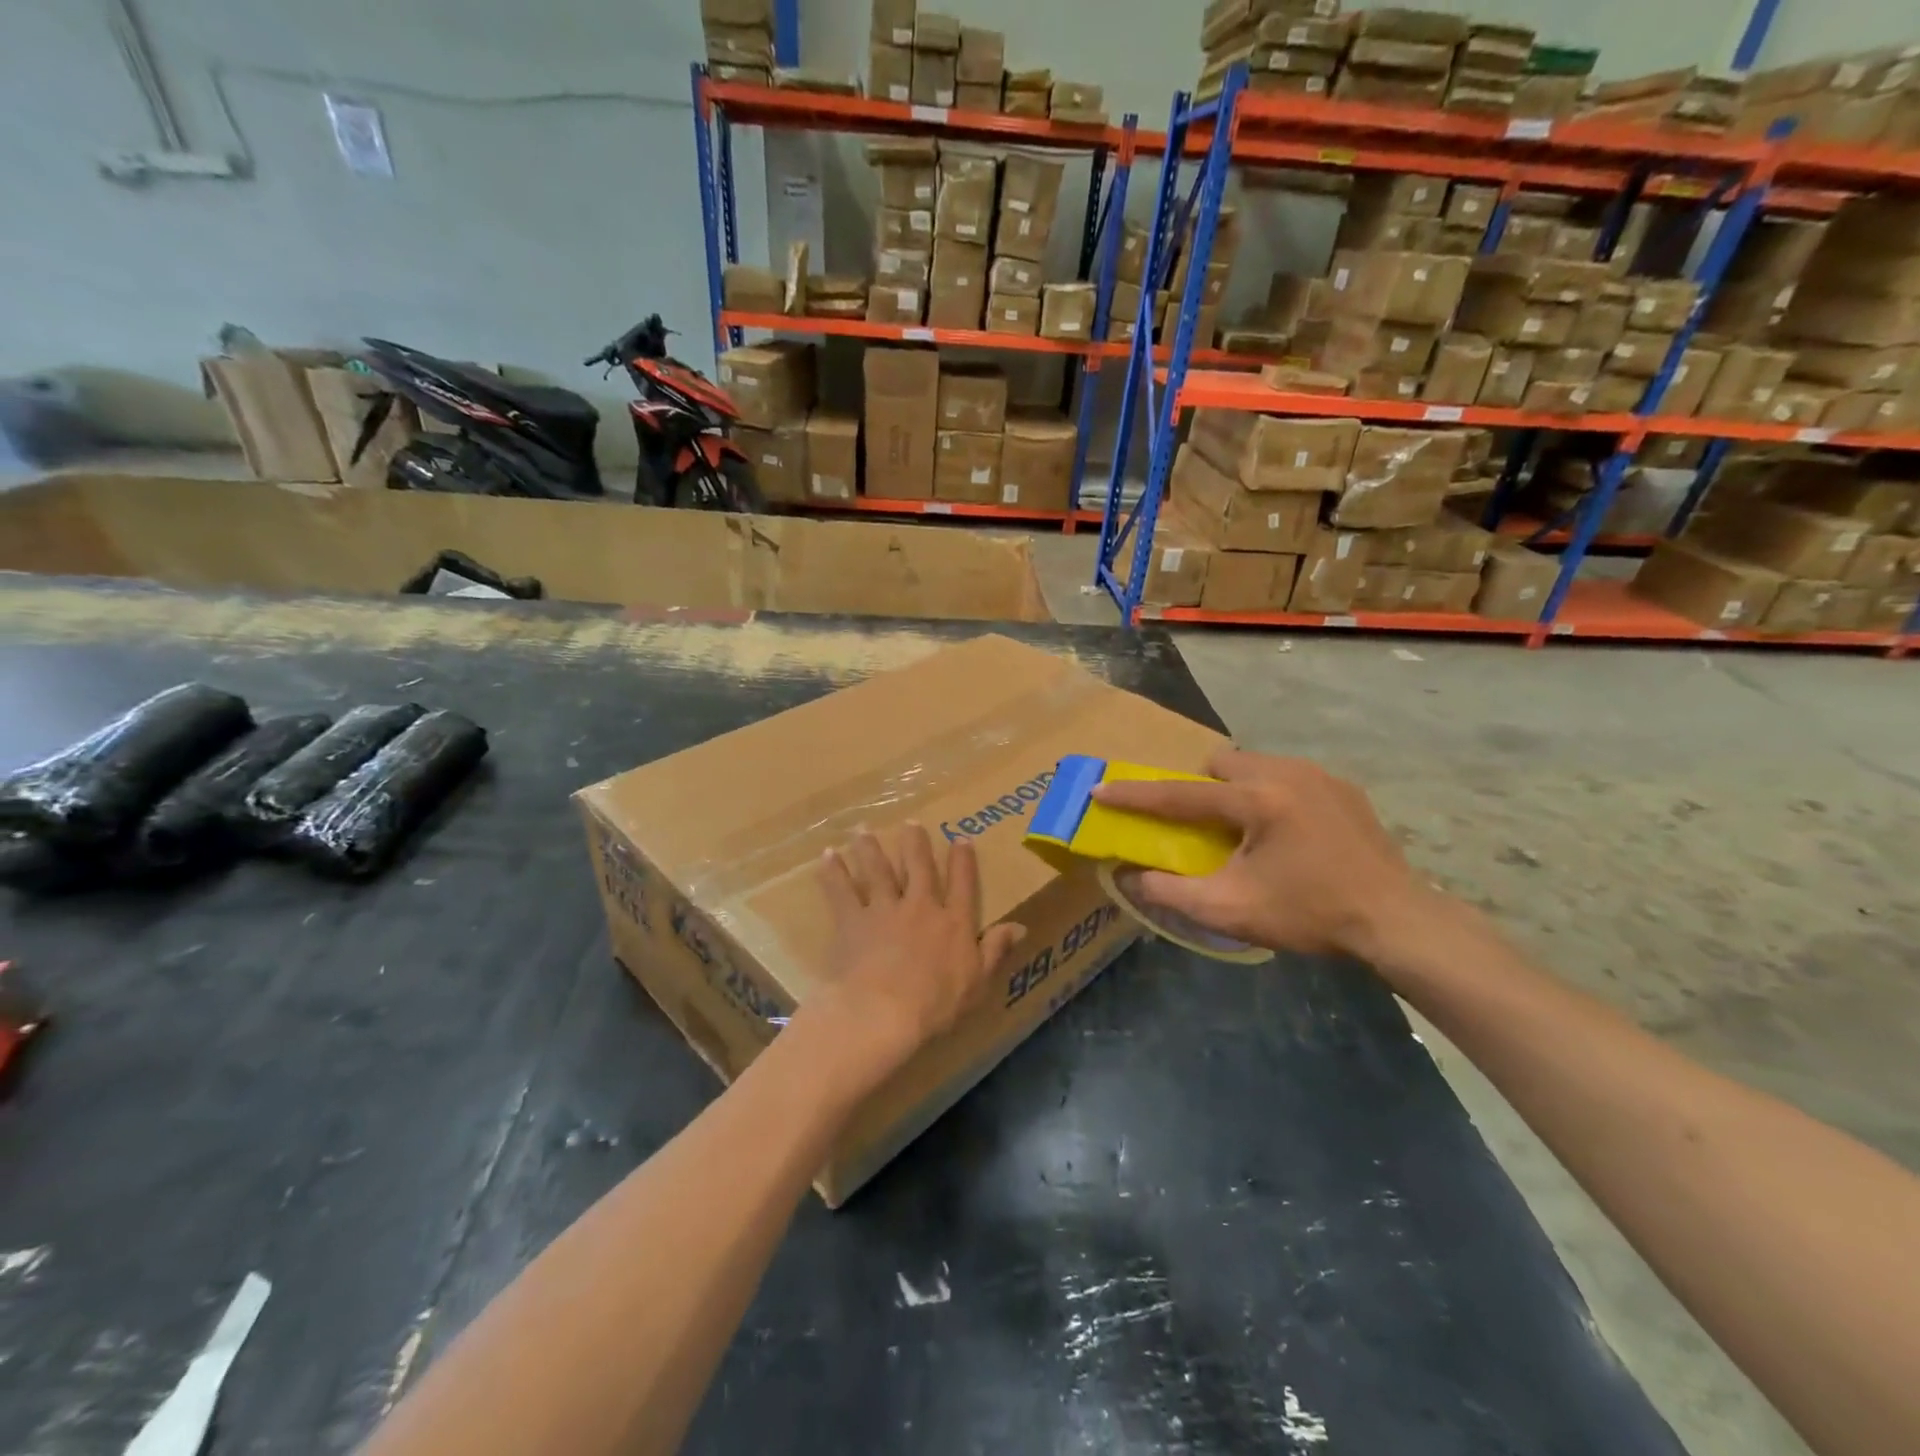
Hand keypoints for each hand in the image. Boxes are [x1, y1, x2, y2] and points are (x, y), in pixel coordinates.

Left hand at [810, 823, 1025, 1074]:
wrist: (883, 1011)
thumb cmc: (936, 1005)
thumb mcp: (977, 983)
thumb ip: (995, 950)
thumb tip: (1019, 926)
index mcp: (953, 921)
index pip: (962, 883)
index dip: (963, 860)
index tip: (961, 839)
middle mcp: (920, 906)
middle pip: (919, 866)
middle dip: (915, 843)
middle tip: (910, 823)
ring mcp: (884, 909)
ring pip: (878, 870)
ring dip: (870, 849)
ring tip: (863, 830)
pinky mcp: (852, 920)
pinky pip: (841, 891)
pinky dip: (833, 872)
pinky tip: (827, 856)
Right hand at [1092, 749, 1433, 960]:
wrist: (1397, 922)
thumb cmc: (1310, 915)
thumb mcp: (1230, 911)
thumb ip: (1171, 892)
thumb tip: (1130, 876)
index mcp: (1257, 800)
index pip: (1180, 793)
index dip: (1136, 795)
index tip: (1101, 789)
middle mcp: (1286, 773)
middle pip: (1221, 763)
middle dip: (1200, 787)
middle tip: (1204, 825)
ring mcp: (1320, 776)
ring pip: (1256, 764)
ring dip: (1237, 788)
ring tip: (1246, 831)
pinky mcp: (1344, 788)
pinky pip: (1288, 776)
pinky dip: (1271, 795)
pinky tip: (1288, 834)